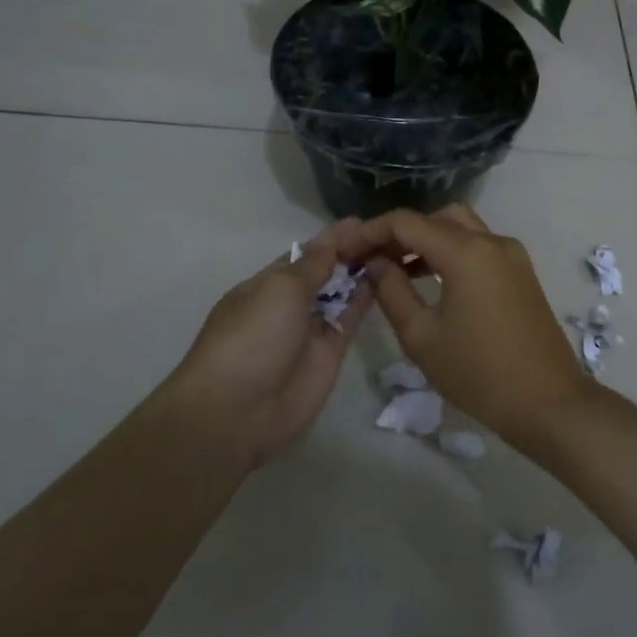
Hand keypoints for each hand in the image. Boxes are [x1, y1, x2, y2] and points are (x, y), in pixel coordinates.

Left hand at [165, 221, 373, 467]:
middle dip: (353, 254)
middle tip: (392, 236)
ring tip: (398, 253)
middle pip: (327, 271)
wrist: (237, 412)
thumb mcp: (279, 290)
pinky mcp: (331, 352)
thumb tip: (334, 236)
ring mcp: (311, 328)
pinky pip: (351, 318)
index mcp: (268, 282)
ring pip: (342, 293)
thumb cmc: (251, 338)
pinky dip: (367, 299)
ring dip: (364, 273)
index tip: (367, 223)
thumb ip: (314, 264)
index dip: (335, 238)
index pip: (307, 252)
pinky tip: (389, 279)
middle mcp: (290, 302)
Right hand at [360, 203, 591, 449]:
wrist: (548, 402)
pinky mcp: (521, 272)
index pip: (407, 222)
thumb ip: (392, 291)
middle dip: (400, 232)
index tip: (347, 251)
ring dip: (427, 240)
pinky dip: (451, 252)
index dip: (371, 232)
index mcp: (466, 252)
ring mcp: (511, 254)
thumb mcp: (422, 337)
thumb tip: (375, 263)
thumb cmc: (479, 374)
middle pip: (436, 217)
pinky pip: (479, 246)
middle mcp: (491, 241)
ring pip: (460, 228)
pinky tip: (430, 279)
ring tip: (395, 269)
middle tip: (373, 259)